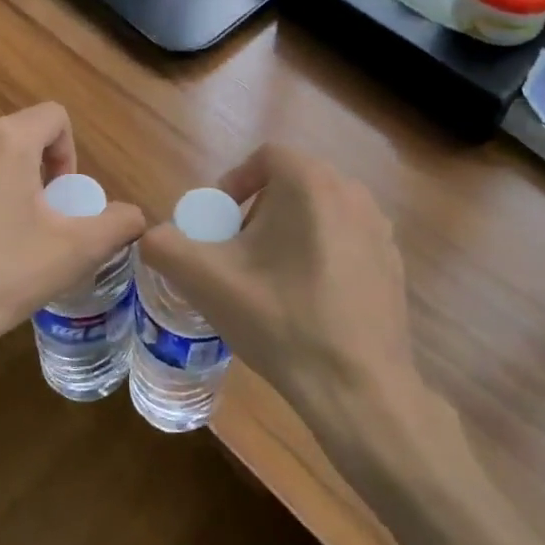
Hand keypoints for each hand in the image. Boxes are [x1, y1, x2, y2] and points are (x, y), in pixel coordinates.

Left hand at [0, 103, 144, 422]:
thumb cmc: (2, 274)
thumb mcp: (77, 251)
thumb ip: (118, 224)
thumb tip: (134, 216)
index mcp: (5, 139)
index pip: (55, 117)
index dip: (71, 155)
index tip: (64, 201)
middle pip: (20, 140)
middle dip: (40, 175)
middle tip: (42, 226)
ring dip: (6, 189)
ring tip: (7, 242)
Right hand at [137, 144, 419, 429]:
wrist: (357, 388)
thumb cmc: (280, 322)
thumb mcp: (207, 282)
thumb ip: (166, 247)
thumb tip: (151, 236)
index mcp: (311, 183)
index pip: (266, 157)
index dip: (234, 182)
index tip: (218, 223)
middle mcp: (352, 193)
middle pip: (293, 184)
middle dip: (258, 211)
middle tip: (237, 253)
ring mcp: (380, 229)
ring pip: (320, 213)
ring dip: (288, 233)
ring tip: (269, 279)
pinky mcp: (393, 263)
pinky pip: (345, 241)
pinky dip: (320, 255)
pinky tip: (307, 301)